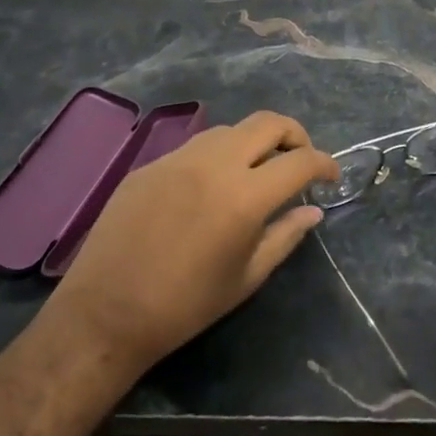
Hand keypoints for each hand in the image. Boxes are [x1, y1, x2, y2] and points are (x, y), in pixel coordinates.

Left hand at [48, 111, 336, 372]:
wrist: (105, 313)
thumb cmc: (184, 306)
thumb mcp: (246, 278)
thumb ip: (285, 236)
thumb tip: (313, 211)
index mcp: (245, 196)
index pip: (300, 161)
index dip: (324, 164)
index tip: (331, 176)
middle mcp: (215, 164)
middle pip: (268, 122)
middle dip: (295, 134)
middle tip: (299, 159)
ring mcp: (179, 158)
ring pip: (231, 129)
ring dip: (254, 142)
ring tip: (256, 172)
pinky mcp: (151, 164)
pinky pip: (196, 146)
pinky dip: (218, 156)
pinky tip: (210, 187)